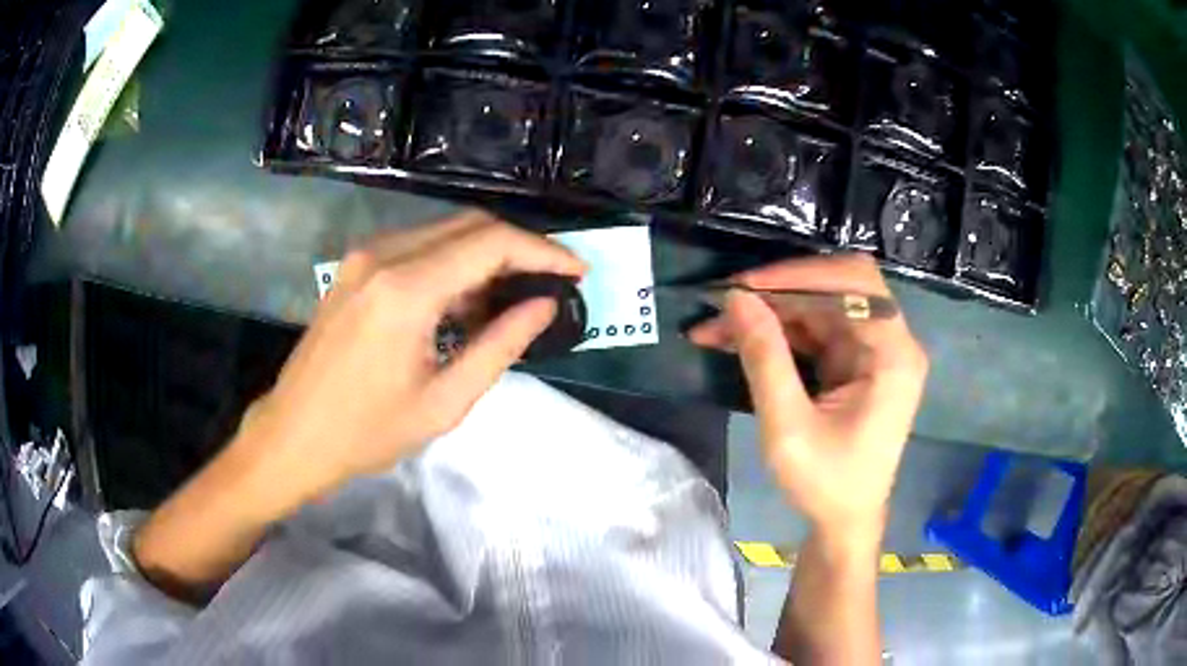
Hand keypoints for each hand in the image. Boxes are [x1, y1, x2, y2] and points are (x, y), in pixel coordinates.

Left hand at [237, 210, 585, 504]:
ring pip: (444, 230)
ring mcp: (364, 256)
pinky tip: (461, 303)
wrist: (293, 435)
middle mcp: (384, 255)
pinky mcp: (354, 267)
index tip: (577, 272)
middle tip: (550, 284)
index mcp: (406, 290)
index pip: (491, 243)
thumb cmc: (367, 432)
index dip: (543, 252)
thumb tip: (545, 306)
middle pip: (470, 224)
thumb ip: (501, 346)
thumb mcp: (444, 402)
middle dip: (519, 248)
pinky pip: (418, 246)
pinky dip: (452, 263)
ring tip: (506, 303)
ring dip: (485, 256)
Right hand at [688, 254, 927, 537]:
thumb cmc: (826, 484)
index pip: (855, 284)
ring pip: (818, 308)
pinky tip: (737, 340)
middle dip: (777, 294)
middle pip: (836, 290)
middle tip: (724, 305)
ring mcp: (873, 352)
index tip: (746, 287)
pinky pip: (814, 332)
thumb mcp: (788, 428)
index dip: (801, 275)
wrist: (845, 523)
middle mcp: (890, 343)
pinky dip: (776, 333)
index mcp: (893, 355)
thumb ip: (765, 359)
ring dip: (769, 314)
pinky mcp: (855, 363)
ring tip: (715, 327)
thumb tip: (737, 298)